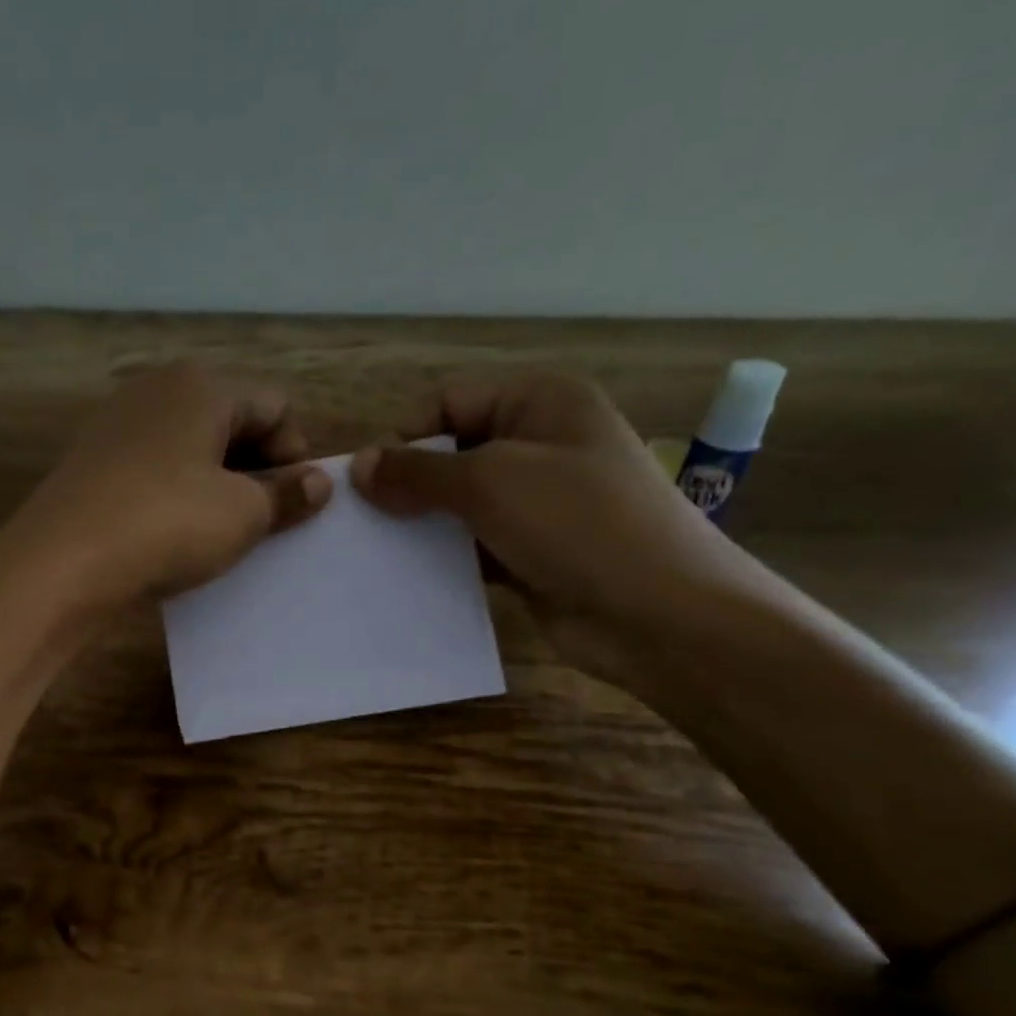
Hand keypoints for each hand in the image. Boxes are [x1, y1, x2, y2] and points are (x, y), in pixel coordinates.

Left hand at [0, 365, 332, 615]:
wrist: (61, 563)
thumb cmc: (167, 524)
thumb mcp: (242, 514)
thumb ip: (287, 494)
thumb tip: (320, 482)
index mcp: (202, 386)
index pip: (275, 406)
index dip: (297, 454)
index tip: (297, 503)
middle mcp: (157, 390)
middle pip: (231, 421)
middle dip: (258, 469)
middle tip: (265, 521)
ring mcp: (118, 425)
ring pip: (191, 448)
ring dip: (218, 486)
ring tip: (223, 533)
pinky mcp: (92, 463)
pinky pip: (156, 470)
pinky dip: (178, 495)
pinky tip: (177, 535)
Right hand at [350, 371, 749, 683]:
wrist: (658, 613)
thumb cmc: (577, 523)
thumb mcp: (490, 482)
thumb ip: (418, 472)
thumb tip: (357, 467)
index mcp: (539, 402)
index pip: (449, 402)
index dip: (405, 437)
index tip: (367, 485)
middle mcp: (539, 444)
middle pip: (451, 453)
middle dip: (408, 485)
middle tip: (365, 522)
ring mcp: (538, 503)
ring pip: (459, 505)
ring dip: (422, 526)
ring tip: (378, 553)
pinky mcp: (531, 553)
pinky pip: (473, 547)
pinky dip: (444, 559)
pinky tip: (410, 579)